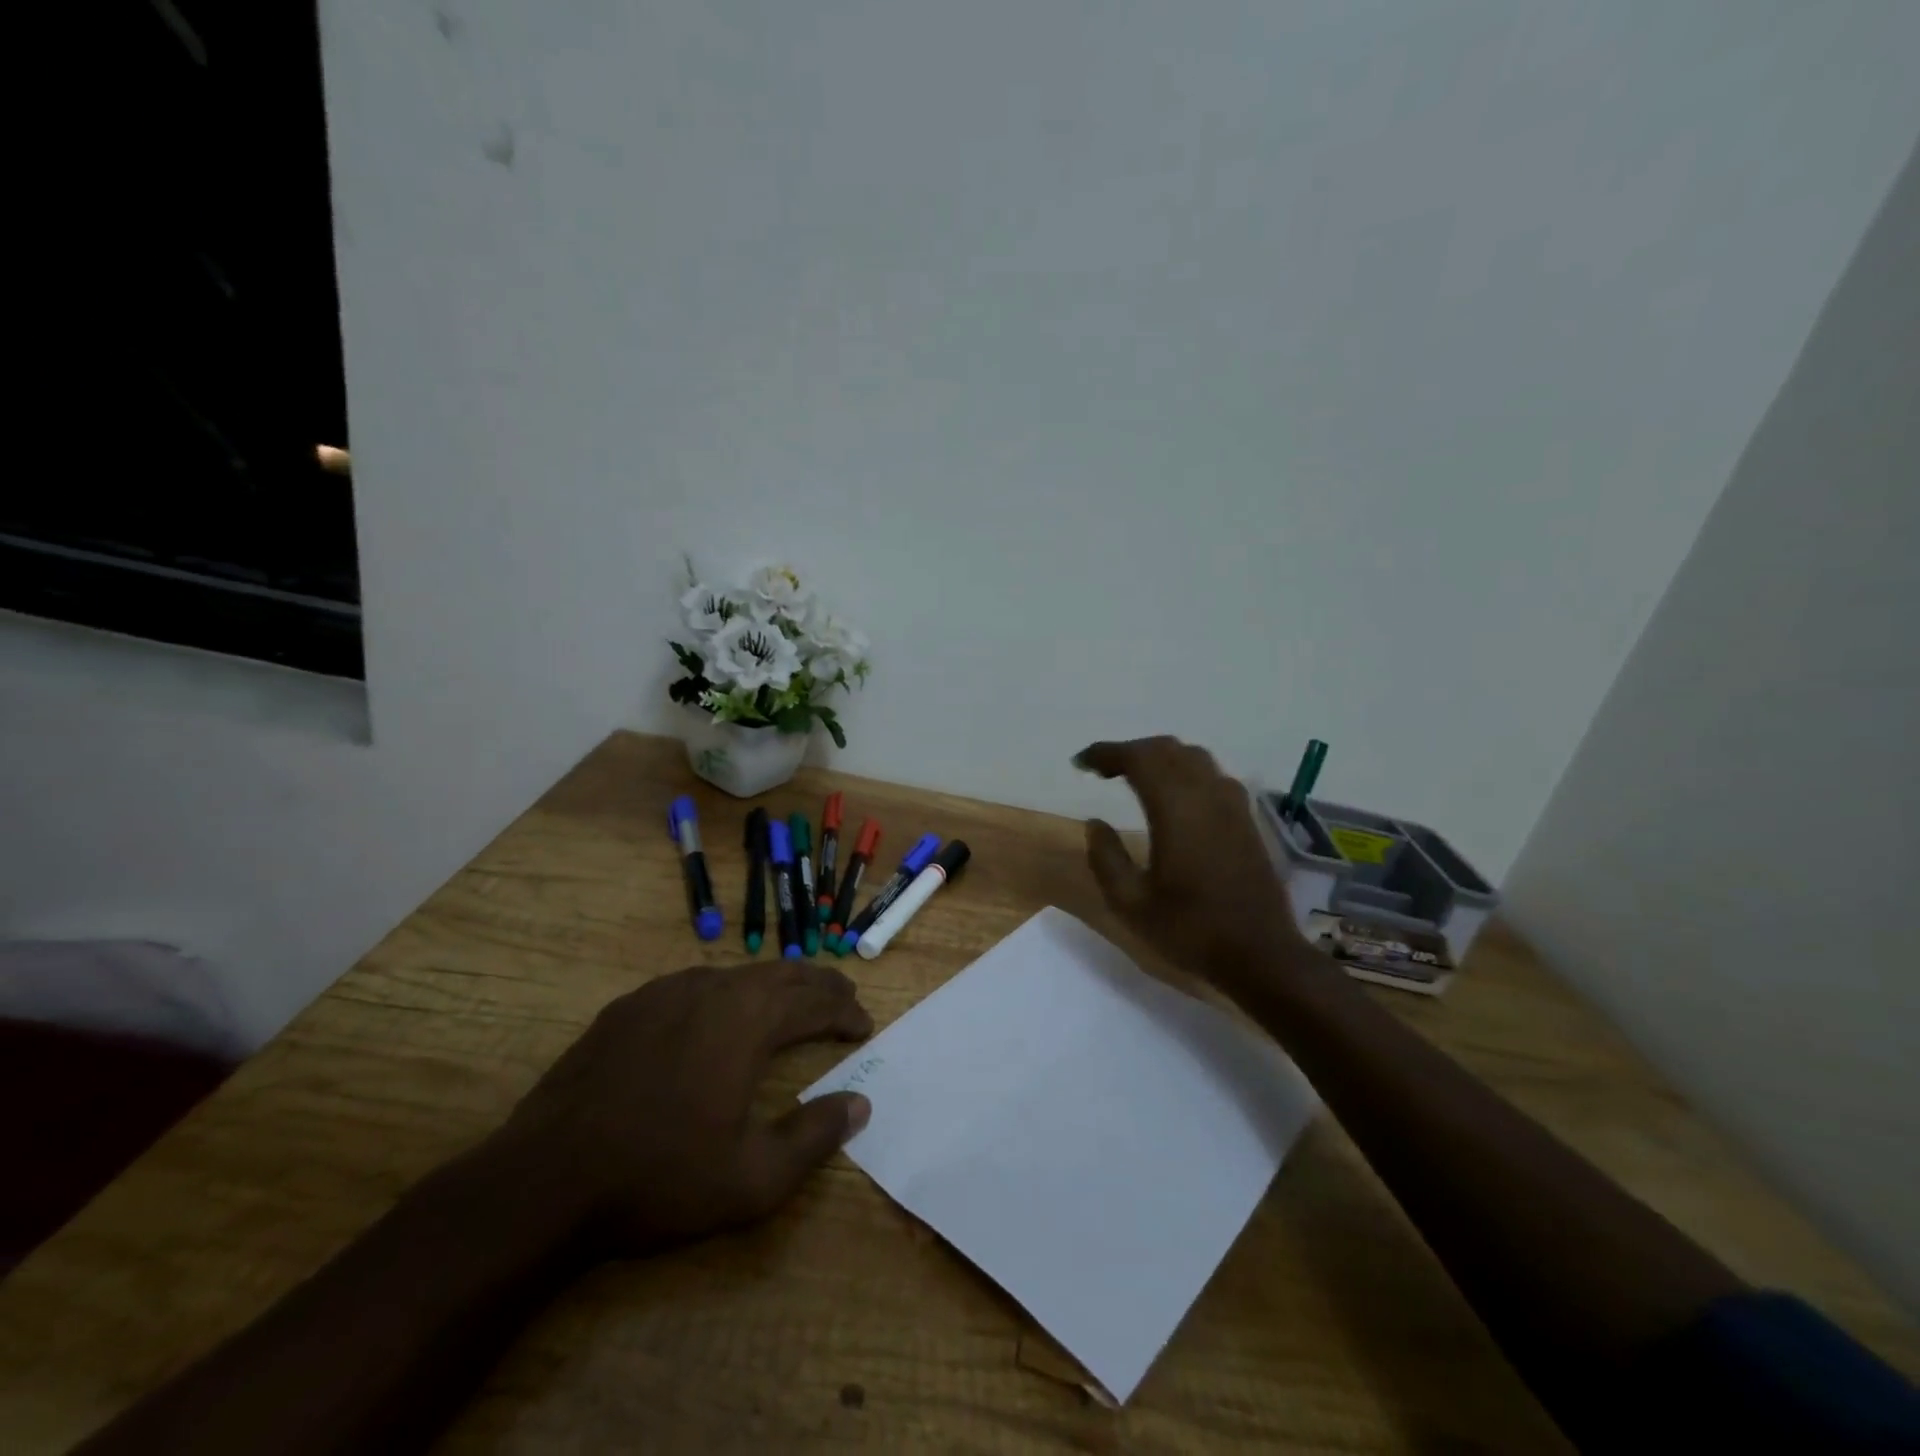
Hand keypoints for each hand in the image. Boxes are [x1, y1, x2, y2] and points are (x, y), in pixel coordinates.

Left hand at [504, 961, 873, 1253]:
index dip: (846, 1012)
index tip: (864, 1025)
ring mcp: (667, 991)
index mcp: (749, 1021)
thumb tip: (860, 1104)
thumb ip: (814, 1137)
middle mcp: (714, 990)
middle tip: (842, 997)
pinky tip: (720, 1012)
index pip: (816, 1002)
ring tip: (791, 1000)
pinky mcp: (630, 1005)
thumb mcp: (753, 1179)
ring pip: (738, 973)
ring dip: (774, 984)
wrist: (545, 1180)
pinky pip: (695, 983)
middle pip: (783, 974)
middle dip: (819, 985)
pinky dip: (727, 991)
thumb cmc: (659, 1178)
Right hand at [1076, 736, 1304, 983]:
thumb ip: (1106, 858)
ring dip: (1160, 758)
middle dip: (1131, 751)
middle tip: (1103, 770)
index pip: (1138, 759)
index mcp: (1176, 809)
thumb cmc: (1190, 929)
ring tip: (1135, 777)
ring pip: (1193, 757)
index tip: (1081, 763)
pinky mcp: (1246, 819)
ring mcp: (1232, 805)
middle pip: (1166, 749)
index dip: (1106, 753)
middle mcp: (1206, 795)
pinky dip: (1185, 771)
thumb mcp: (1130, 904)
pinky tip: (1175, 798)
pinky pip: (1212, 776)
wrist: (1261, 954)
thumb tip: (1095, 823)